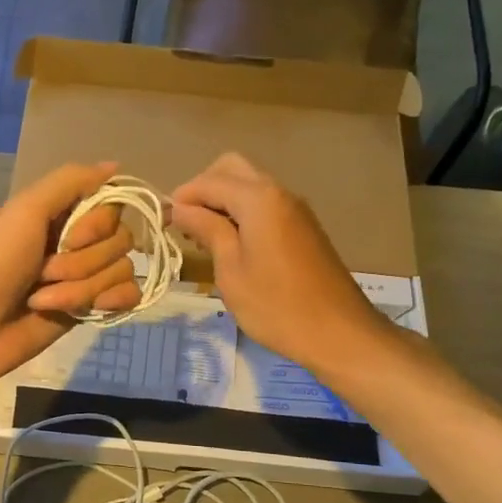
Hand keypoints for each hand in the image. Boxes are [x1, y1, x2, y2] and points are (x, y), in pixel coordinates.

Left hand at [0, 162, 140, 393]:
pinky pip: (128, 295)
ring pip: (122, 269)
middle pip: (121, 239)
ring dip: (83, 287)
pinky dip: (108, 302)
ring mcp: (85, 276)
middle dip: (83, 261)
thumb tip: (115, 165)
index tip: (70, 237)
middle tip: (44, 271)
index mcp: (60, 214)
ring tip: (44, 299)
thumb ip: (70, 181)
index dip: (97, 224)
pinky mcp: (91, 309)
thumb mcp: (24, 211)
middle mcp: (76, 241)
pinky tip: (86, 311)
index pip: (111, 205)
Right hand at [171, 152, 386, 373]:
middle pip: (232, 169)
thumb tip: (181, 208)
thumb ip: (207, 230)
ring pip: (250, 185)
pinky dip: (242, 212)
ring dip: (222, 200)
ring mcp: (295, 209)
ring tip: (204, 238)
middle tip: (186, 224)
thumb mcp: (230, 270)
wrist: (338, 333)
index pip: (209, 181)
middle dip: (203, 189)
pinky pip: (265, 204)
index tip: (162, 223)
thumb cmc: (276, 306)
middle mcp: (279, 192)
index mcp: (259, 199)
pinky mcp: (303, 227)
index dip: (181, 198)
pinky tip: (231, 245)